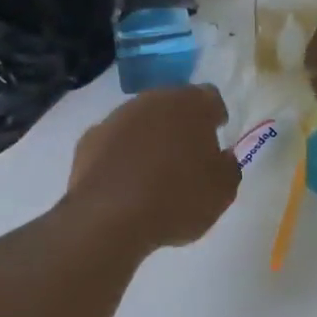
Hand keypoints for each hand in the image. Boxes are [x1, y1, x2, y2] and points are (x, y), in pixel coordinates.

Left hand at [65, 84, 240, 251]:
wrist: (109, 218)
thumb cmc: (178, 199)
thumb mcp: (223, 191)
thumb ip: (228, 166)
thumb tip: (221, 157)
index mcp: (191, 105)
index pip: (210, 97)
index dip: (215, 115)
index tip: (217, 133)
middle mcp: (152, 101)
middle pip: (172, 105)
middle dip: (181, 124)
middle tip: (187, 154)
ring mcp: (116, 118)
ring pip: (140, 121)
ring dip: (149, 138)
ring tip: (154, 172)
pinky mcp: (89, 140)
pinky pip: (114, 142)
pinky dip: (121, 155)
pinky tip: (125, 182)